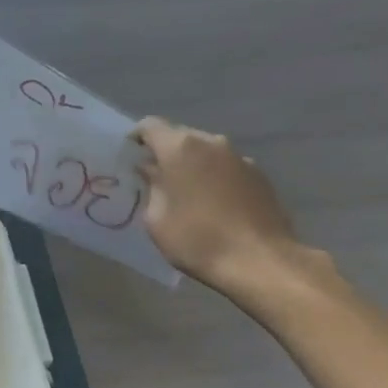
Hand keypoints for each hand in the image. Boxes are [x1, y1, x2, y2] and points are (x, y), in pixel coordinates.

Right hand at [133, 118, 311, 301]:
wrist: (259, 260)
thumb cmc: (196, 239)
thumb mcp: (156, 219)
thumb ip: (151, 187)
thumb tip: (151, 171)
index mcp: (180, 148)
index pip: (150, 126)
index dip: (135, 138)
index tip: (128, 157)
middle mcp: (212, 143)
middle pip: (180, 136)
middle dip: (164, 153)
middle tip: (153, 178)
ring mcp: (240, 157)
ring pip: (205, 152)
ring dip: (191, 165)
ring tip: (183, 193)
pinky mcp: (259, 175)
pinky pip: (226, 167)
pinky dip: (213, 177)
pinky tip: (211, 204)